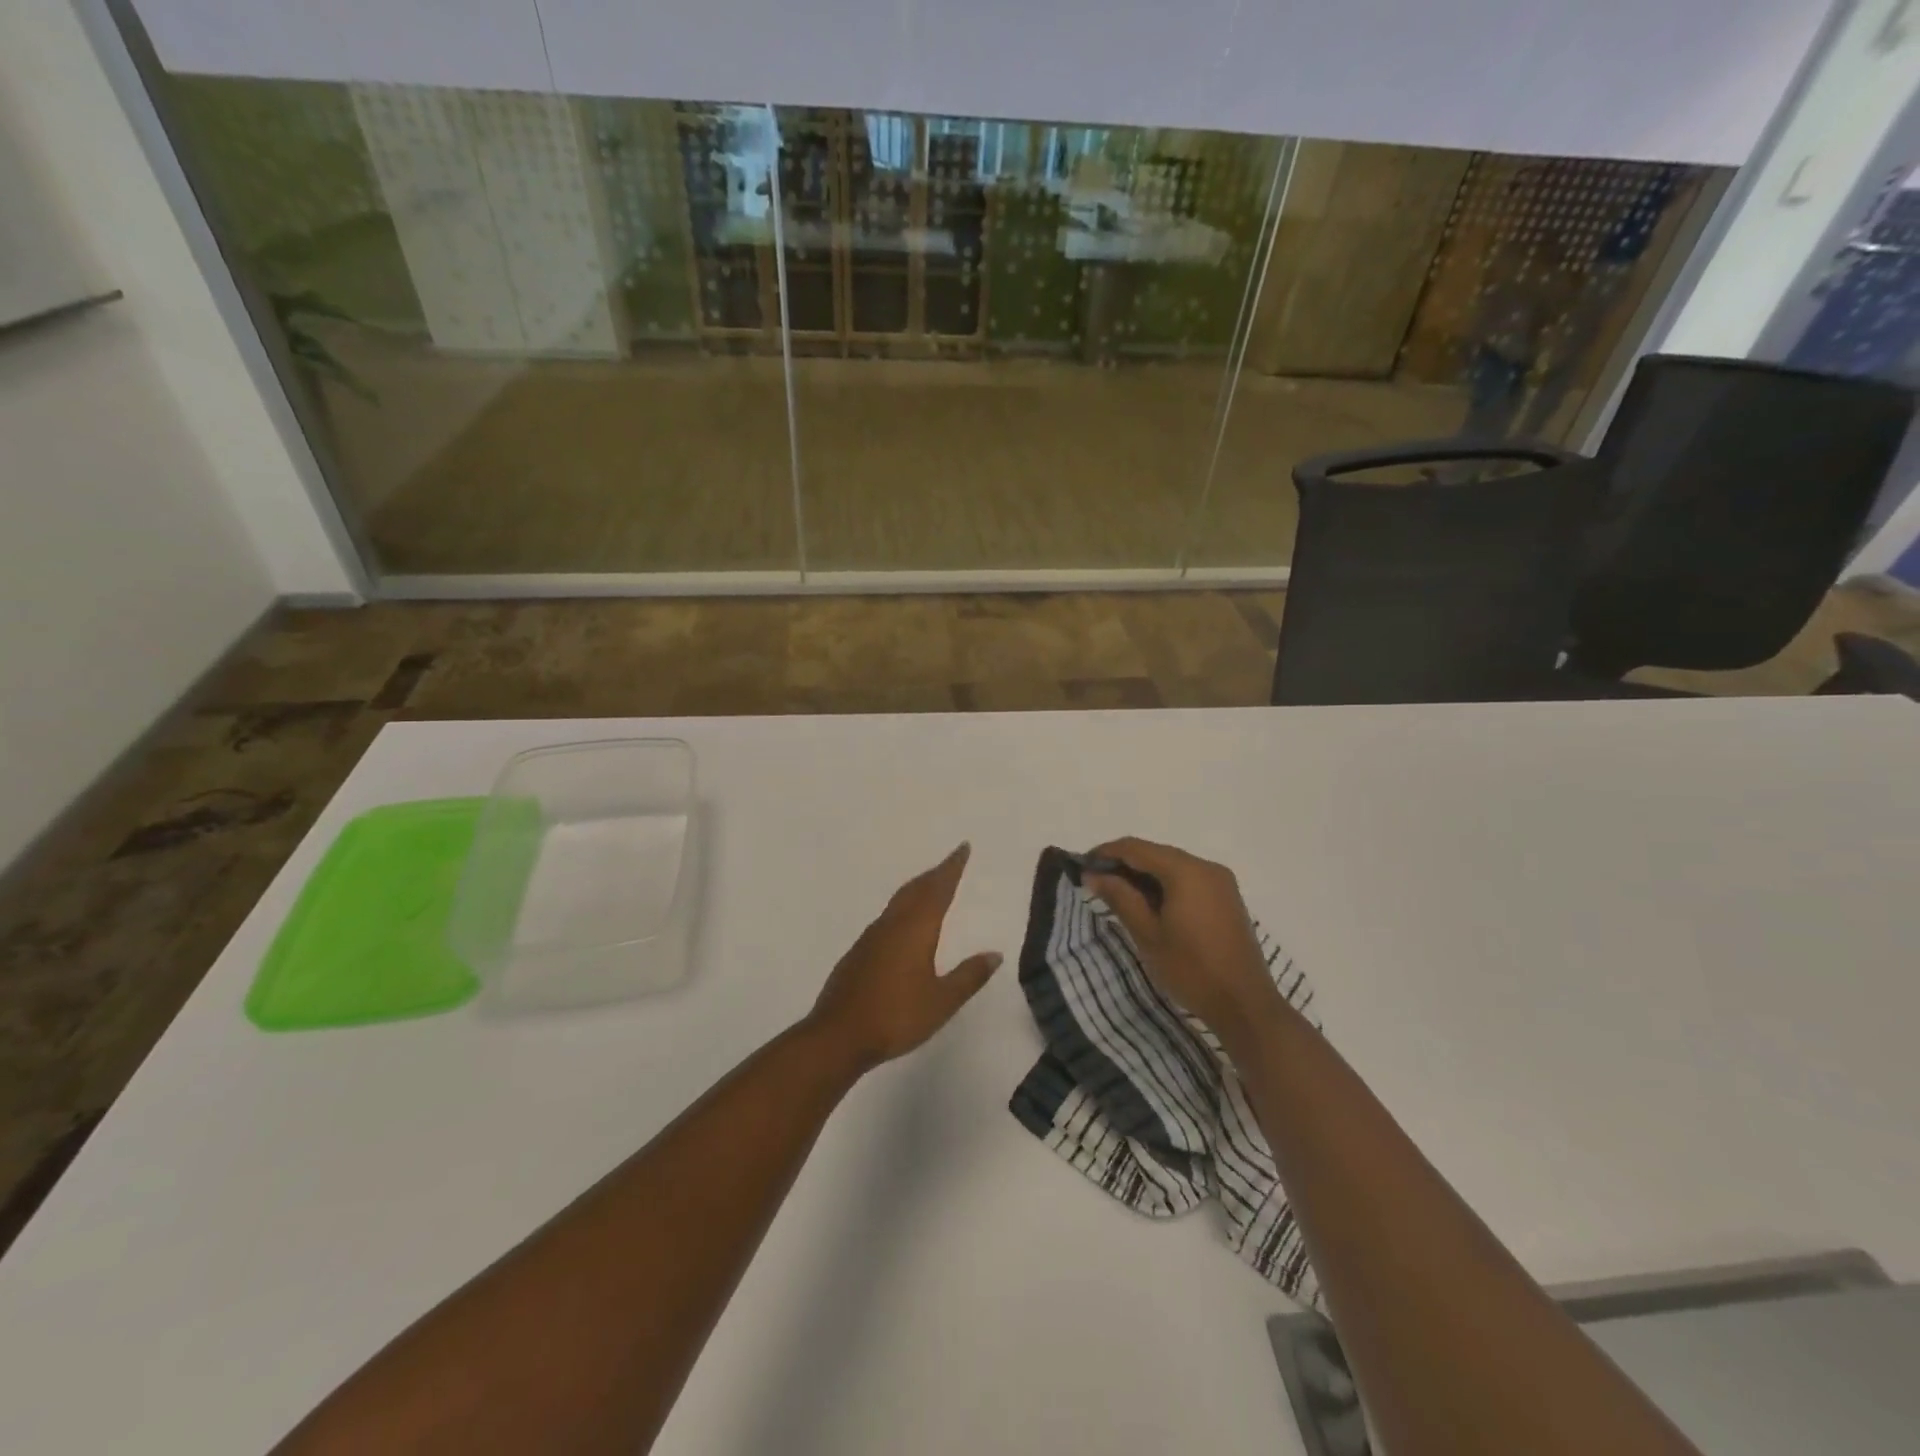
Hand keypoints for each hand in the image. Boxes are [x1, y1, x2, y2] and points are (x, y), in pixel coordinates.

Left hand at [808, 843, 1002, 1072]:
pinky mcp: (858, 953)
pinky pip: (886, 919)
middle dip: (935, 874)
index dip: (952, 868)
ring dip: (917, 890)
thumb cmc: (895, 1016)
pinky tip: (903, 925)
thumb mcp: (941, 1001)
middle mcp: (892, 925)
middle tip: (950, 863)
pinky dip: (902, 909)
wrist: (837, 1035)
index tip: (962, 848)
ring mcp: (870, 938)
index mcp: (915, 929)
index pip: (938, 889)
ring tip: (930, 888)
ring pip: (898, 902)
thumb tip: (994, 954)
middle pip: (916, 889)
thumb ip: (969, 976)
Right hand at [1082, 837, 1283, 1045]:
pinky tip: (1150, 904)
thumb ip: (1120, 897)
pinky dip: (1165, 884)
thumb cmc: (1191, 970)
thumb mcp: (1147, 934)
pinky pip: (1188, 879)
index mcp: (1186, 871)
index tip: (1082, 867)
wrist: (1245, 1005)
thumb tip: (1092, 875)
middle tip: (1096, 883)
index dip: (1106, 853)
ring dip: (1144, 875)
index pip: (1136, 848)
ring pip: (1172, 865)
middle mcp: (1206, 867)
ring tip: (1118, 894)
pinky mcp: (1227, 897)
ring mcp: (1221, 881)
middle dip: (1124, 863)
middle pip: (1156, 853)